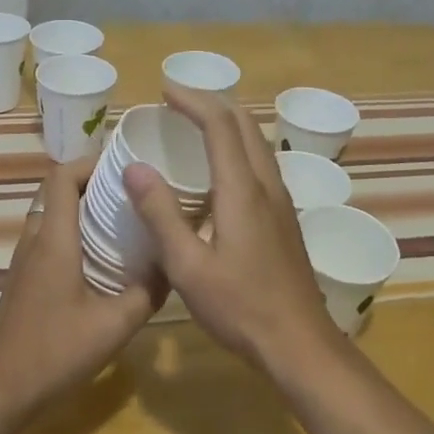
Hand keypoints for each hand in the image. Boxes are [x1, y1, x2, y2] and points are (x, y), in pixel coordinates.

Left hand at [0, 155, 163, 423]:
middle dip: (95, 184)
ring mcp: (24, 260)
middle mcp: (34, 240)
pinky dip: (74, 234)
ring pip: (53, 215)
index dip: (90, 162)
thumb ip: (146, 292)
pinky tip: (103, 260)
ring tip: (124, 222)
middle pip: (58, 192)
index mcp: (53, 239)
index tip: (125, 167)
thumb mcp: (114, 326)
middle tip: (134, 194)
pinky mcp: (24, 280)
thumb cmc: (54, 353)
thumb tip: (172, 265)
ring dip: (84, 210)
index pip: (62, 176)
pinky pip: (49, 239)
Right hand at [122, 82, 341, 370]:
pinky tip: (219, 171)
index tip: (165, 89)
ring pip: (257, 143)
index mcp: (242, 190)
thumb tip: (134, 168)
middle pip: (245, 124)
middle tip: (177, 102)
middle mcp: (266, 185)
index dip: (193, 101)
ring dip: (228, 124)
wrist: (300, 343)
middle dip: (211, 104)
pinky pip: (260, 164)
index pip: (220, 125)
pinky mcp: (284, 218)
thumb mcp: (188, 266)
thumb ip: (160, 214)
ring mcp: (281, 201)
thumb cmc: (241, 307)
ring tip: (195, 126)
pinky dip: (237, 147)